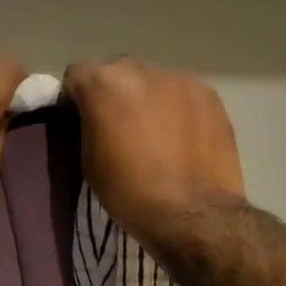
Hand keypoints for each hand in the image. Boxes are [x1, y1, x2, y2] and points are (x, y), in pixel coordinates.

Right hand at [62, 56, 245, 249]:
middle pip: (118, 72)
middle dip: (115, 94)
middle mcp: (140, 70)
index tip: (81, 118)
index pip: (77, 74)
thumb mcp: (90, 162)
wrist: (193, 214)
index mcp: (104, 85)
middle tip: (121, 127)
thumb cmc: (130, 194)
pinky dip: (177, 108)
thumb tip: (96, 117)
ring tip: (157, 133)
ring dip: (148, 99)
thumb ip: (90, 125)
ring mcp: (179, 79)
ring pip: (153, 81)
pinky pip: (182, 94)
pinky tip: (183, 137)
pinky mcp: (209, 94)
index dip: (76, 96)